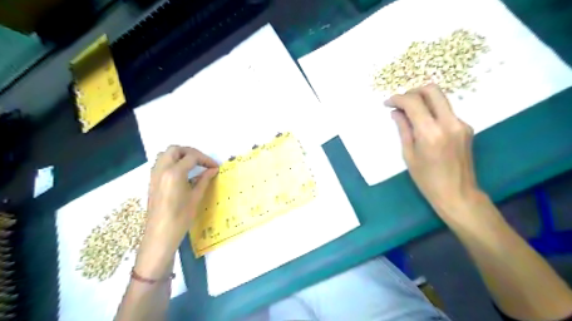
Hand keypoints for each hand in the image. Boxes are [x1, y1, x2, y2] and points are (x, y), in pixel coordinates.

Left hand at [134, 145, 219, 278]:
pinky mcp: (152, 181)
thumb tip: (213, 170)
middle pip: (176, 149)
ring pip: (165, 154)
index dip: (206, 160)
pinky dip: (172, 162)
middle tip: (203, 162)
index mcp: (174, 172)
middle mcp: (162, 169)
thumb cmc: (181, 217)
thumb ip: (204, 180)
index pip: (192, 157)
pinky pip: (161, 163)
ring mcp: (154, 175)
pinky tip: (182, 174)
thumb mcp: (196, 197)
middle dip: (191, 152)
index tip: (215, 167)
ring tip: (193, 165)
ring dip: (180, 155)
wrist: (160, 235)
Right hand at [389, 84, 480, 216]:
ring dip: (423, 100)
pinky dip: (432, 111)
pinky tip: (424, 124)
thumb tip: (396, 112)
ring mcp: (461, 123)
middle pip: (432, 90)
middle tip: (401, 102)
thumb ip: (403, 129)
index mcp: (431, 132)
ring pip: (440, 99)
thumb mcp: (409, 155)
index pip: (414, 102)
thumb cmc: (427, 179)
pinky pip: (446, 111)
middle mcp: (449, 122)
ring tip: (409, 113)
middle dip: (413, 92)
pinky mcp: (466, 127)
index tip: (388, 103)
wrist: (457, 193)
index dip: (398, 99)